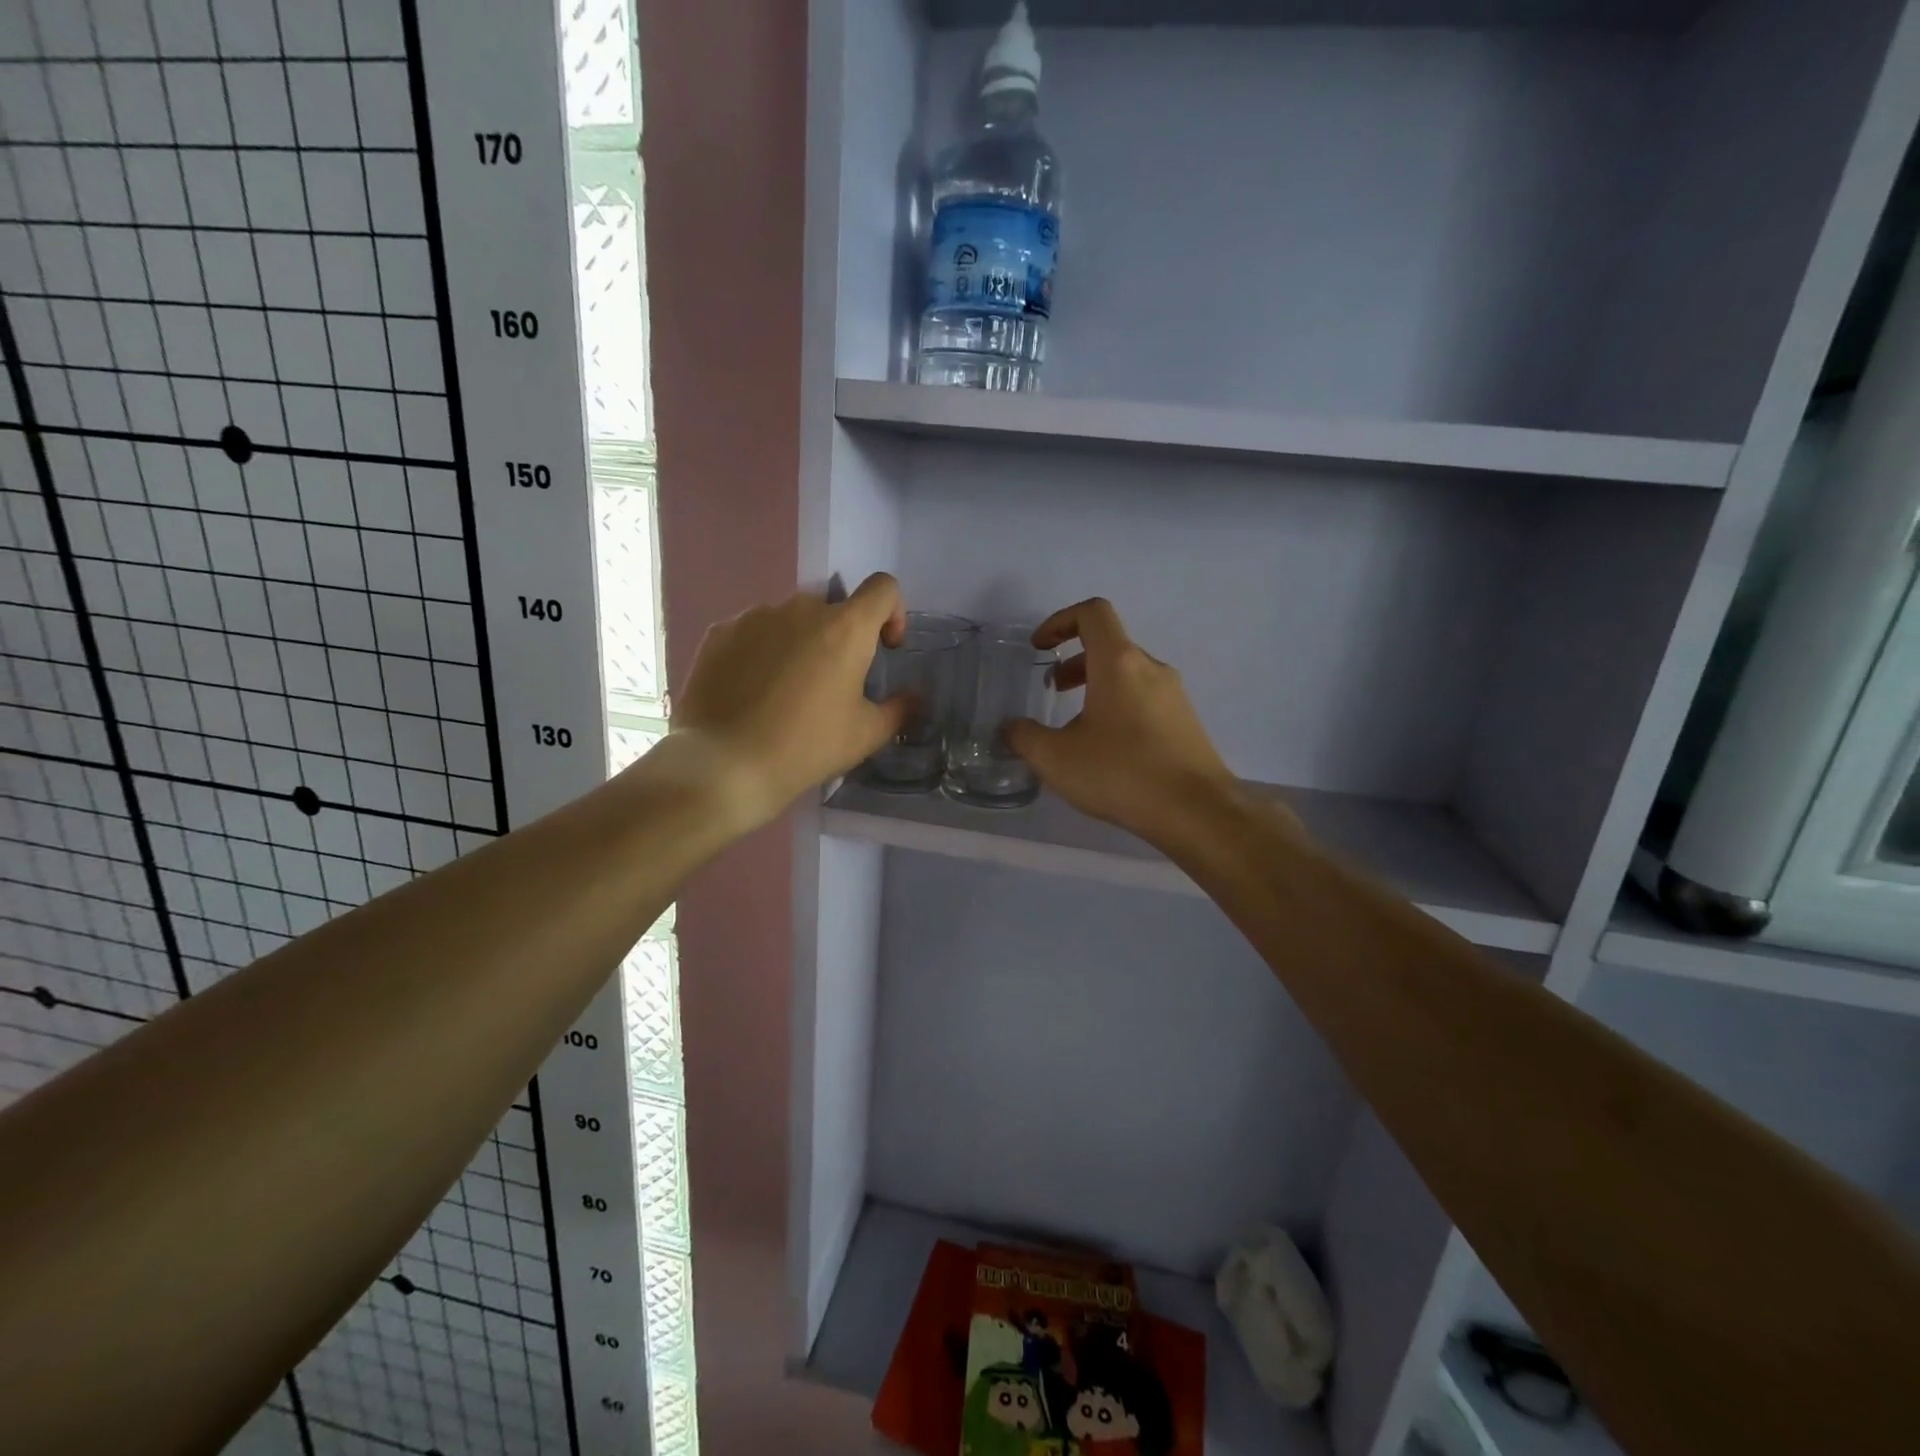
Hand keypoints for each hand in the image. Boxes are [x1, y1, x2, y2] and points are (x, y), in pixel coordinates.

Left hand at [672, 573, 909, 826]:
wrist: (724, 765)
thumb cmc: (806, 747)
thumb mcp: (866, 735)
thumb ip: (899, 709)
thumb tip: (913, 698)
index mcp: (846, 627)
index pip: (884, 588)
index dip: (893, 612)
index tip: (884, 647)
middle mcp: (801, 608)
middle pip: (834, 608)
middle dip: (840, 637)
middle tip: (831, 684)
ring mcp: (755, 616)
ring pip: (791, 620)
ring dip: (799, 643)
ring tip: (785, 692)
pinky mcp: (720, 632)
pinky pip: (754, 632)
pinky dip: (762, 652)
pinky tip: (751, 692)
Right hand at [1006, 598, 1239, 845]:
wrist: (1196, 812)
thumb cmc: (1122, 774)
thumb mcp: (1056, 759)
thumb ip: (1024, 737)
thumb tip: (1011, 728)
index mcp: (1119, 662)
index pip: (1092, 613)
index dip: (1059, 621)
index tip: (1040, 648)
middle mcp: (1151, 668)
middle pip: (1109, 645)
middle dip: (1075, 661)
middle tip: (1053, 690)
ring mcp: (1174, 695)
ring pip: (1128, 674)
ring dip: (1096, 686)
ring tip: (1076, 725)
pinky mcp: (1186, 722)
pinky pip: (1145, 699)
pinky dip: (1119, 707)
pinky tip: (1108, 751)